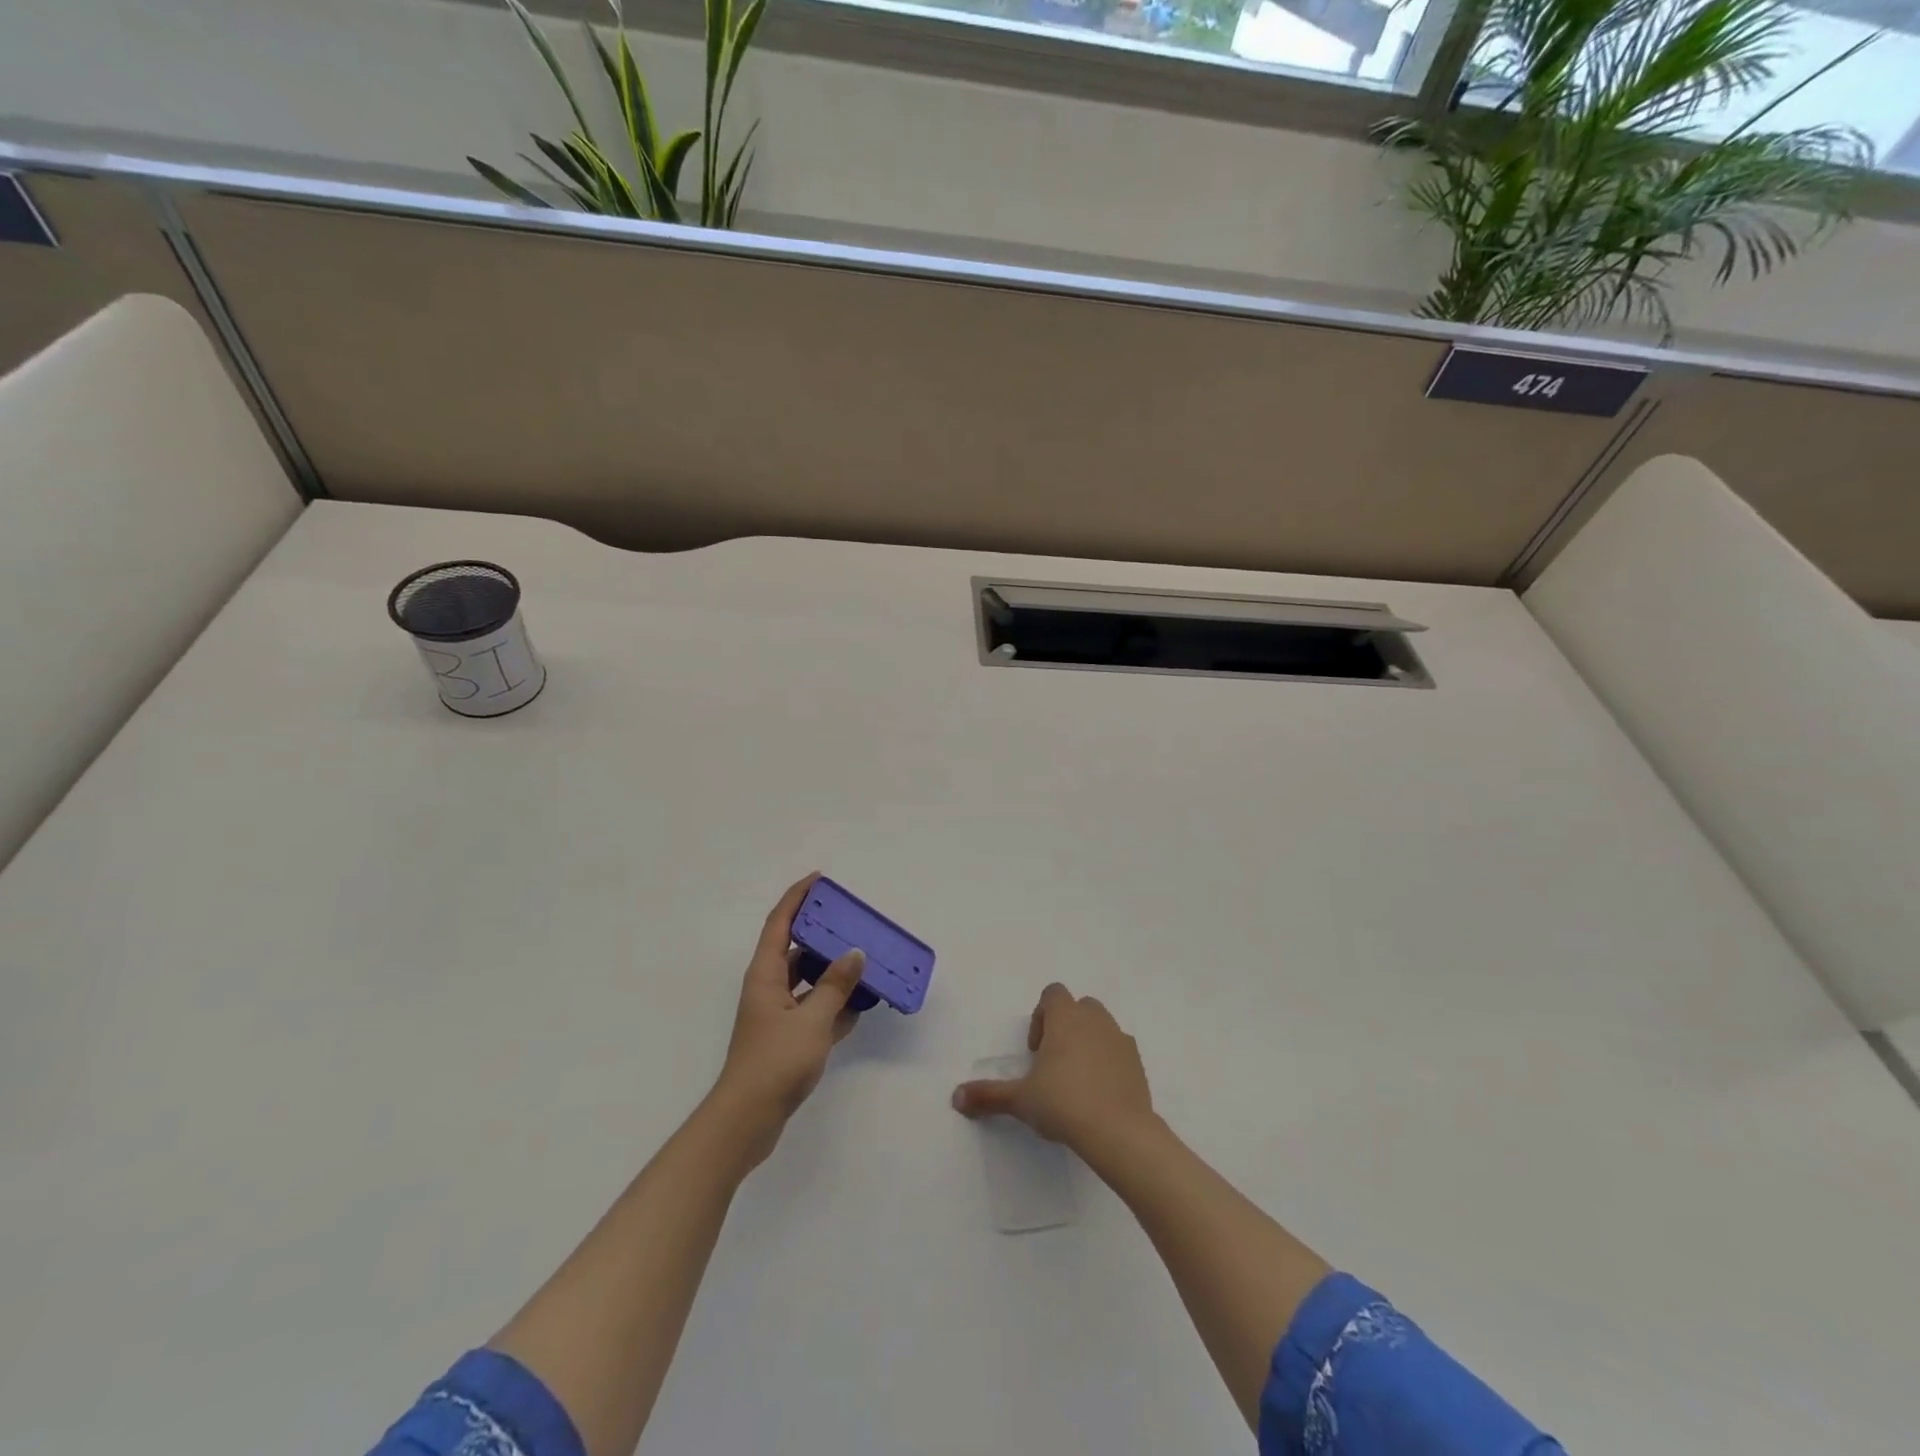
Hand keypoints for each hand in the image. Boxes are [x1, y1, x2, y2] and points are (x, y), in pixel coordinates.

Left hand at [711, 874, 866, 1159]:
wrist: (747, 1120)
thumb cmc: (775, 1061)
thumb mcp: (812, 1020)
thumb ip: (835, 985)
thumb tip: (854, 954)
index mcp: (765, 975)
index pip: (780, 923)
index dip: (797, 897)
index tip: (819, 880)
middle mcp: (769, 988)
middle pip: (796, 950)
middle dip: (823, 935)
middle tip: (853, 924)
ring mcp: (778, 1015)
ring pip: (809, 981)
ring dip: (833, 973)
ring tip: (865, 962)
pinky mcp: (788, 1039)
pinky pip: (815, 1010)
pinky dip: (835, 1005)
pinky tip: (861, 1005)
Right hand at [951, 982, 1155, 1155]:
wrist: (1119, 1132)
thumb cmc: (1064, 1104)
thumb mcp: (1020, 1100)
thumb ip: (988, 1095)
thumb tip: (956, 1097)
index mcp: (1066, 1018)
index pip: (1053, 993)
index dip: (1040, 1016)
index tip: (1035, 1051)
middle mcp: (1095, 1020)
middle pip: (1079, 1006)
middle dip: (1065, 1026)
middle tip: (1053, 1063)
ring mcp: (1120, 1039)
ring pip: (1101, 1026)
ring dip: (1088, 1042)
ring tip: (1076, 1079)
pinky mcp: (1137, 1063)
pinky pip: (1119, 1050)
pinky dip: (1108, 1061)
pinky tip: (1099, 1093)